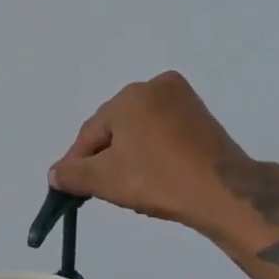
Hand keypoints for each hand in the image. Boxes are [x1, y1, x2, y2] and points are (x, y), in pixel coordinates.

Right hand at [48, 71, 247, 233]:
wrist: (224, 192)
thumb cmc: (159, 180)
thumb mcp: (106, 180)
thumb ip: (73, 173)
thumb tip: (54, 173)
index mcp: (129, 96)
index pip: (91, 132)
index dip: (78, 162)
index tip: (70, 188)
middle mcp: (155, 86)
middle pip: (116, 126)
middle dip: (106, 156)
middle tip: (103, 188)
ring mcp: (182, 98)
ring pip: (140, 128)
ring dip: (130, 153)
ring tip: (132, 184)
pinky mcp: (201, 115)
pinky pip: (163, 130)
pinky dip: (154, 149)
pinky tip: (156, 173)